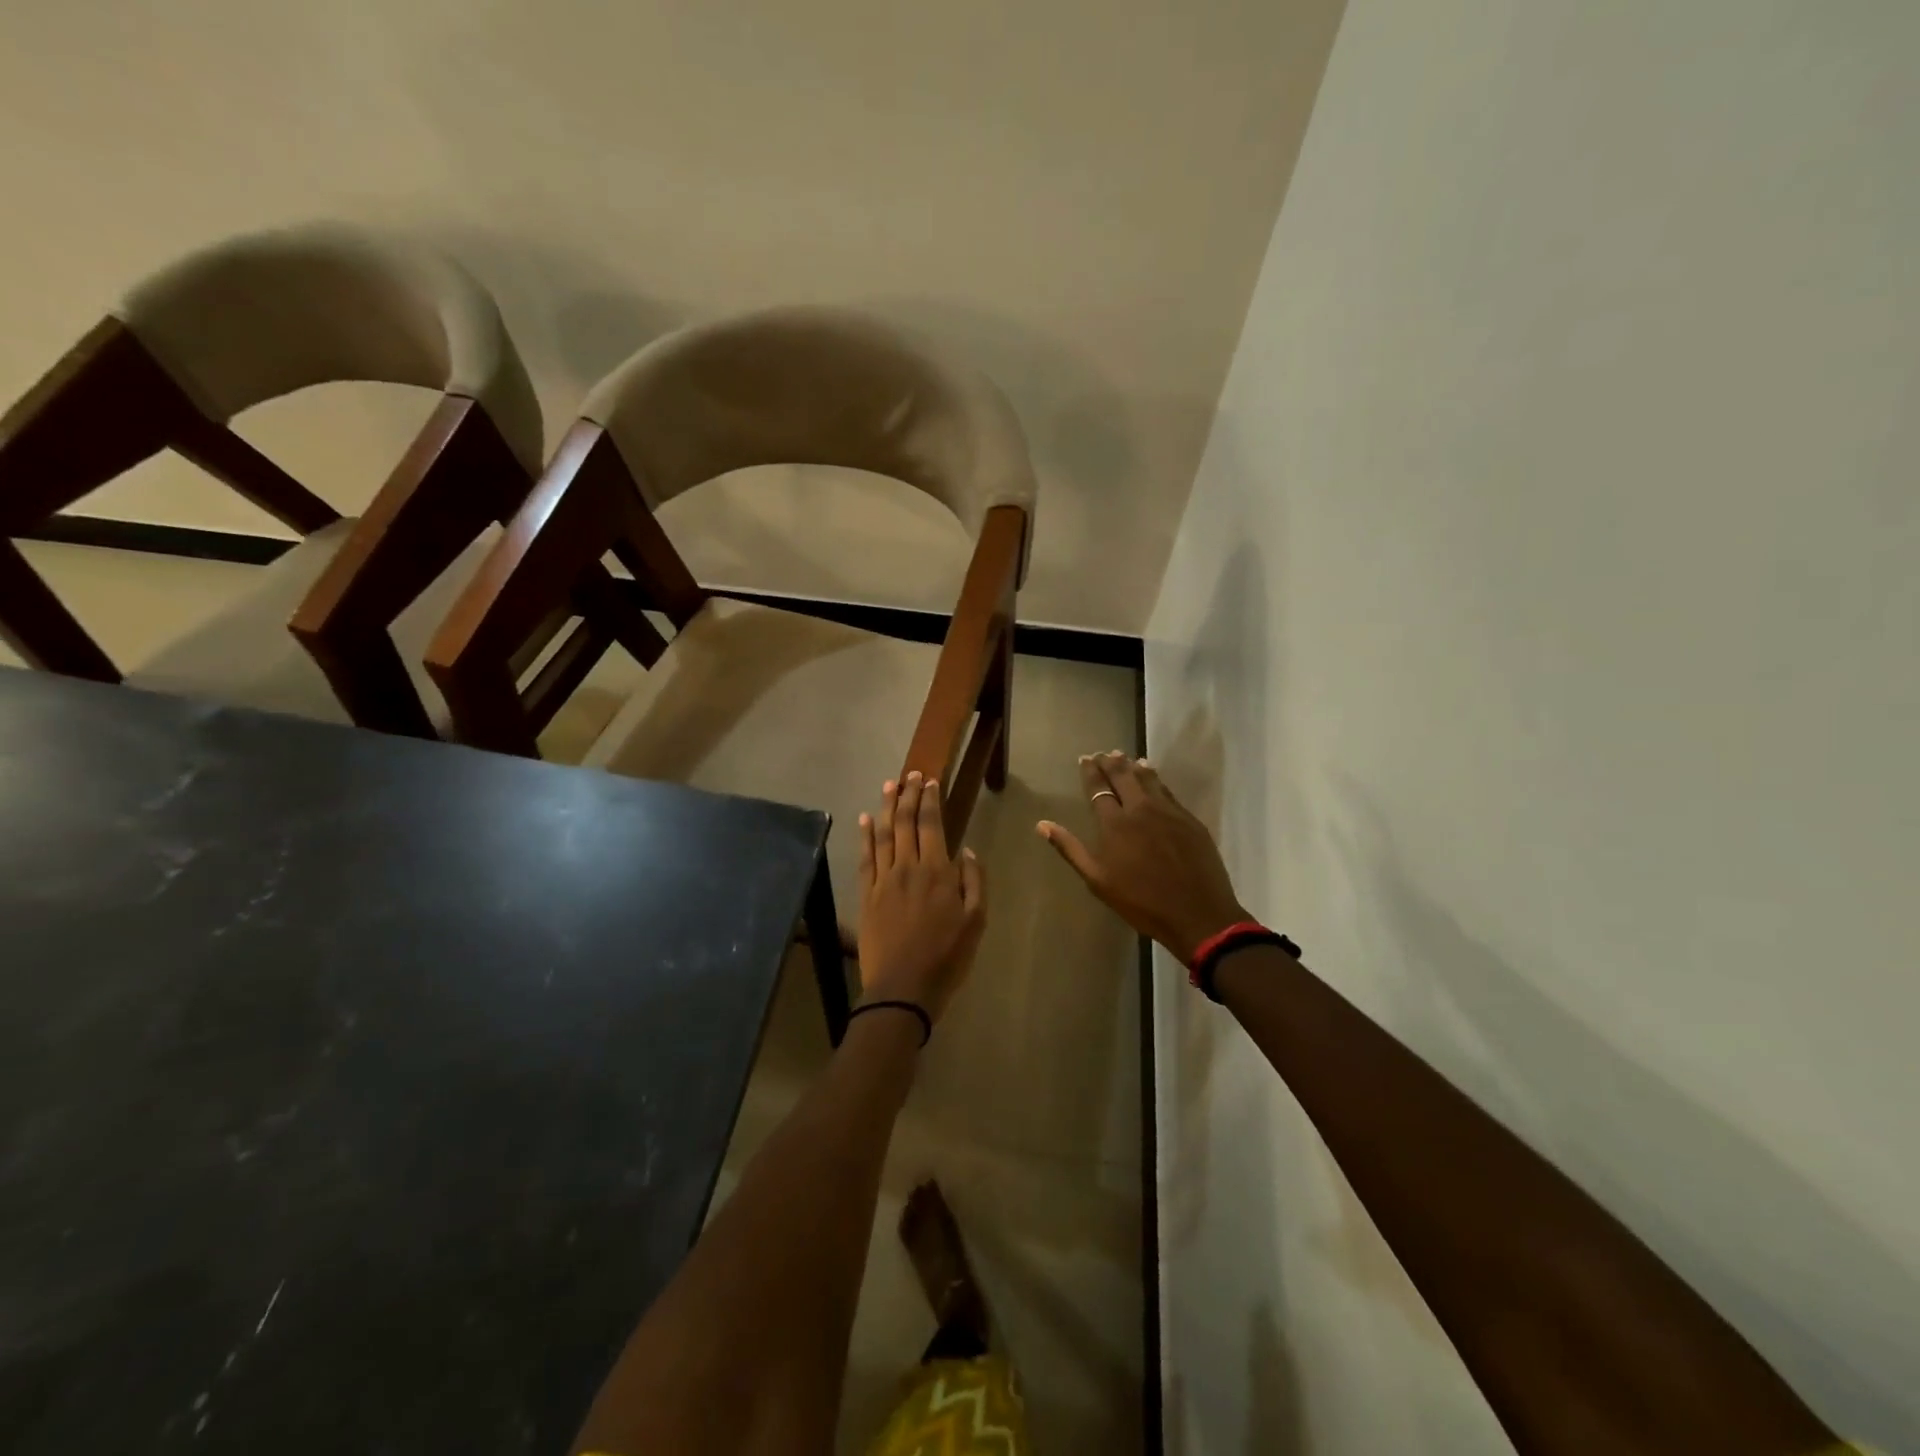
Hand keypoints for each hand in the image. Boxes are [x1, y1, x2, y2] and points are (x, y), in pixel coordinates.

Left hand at [857, 772, 986, 1021]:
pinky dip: (865, 836)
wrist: (903, 989)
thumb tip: (966, 849)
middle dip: (908, 795)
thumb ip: (974, 881)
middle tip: (910, 774)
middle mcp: (907, 868)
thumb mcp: (976, 921)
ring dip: (887, 807)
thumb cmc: (947, 957)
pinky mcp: (866, 895)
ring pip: (883, 834)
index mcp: (937, 872)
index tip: (929, 781)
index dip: (930, 800)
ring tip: (889, 786)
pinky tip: (866, 820)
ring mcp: (883, 880)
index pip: (931, 825)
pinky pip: (865, 858)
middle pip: (905, 822)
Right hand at [1038, 751, 1247, 963]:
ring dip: (1133, 766)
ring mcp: (1168, 811)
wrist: (1197, 914)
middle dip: (1110, 763)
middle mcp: (1140, 809)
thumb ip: (1070, 848)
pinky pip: (1167, 791)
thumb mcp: (1097, 880)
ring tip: (1125, 757)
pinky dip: (1156, 779)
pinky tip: (1152, 776)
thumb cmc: (1140, 901)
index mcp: (1114, 824)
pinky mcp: (1189, 819)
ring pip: (1148, 779)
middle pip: (1123, 776)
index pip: (1099, 788)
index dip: (1091, 772)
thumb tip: (1042, 825)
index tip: (1085, 759)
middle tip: (1102, 753)